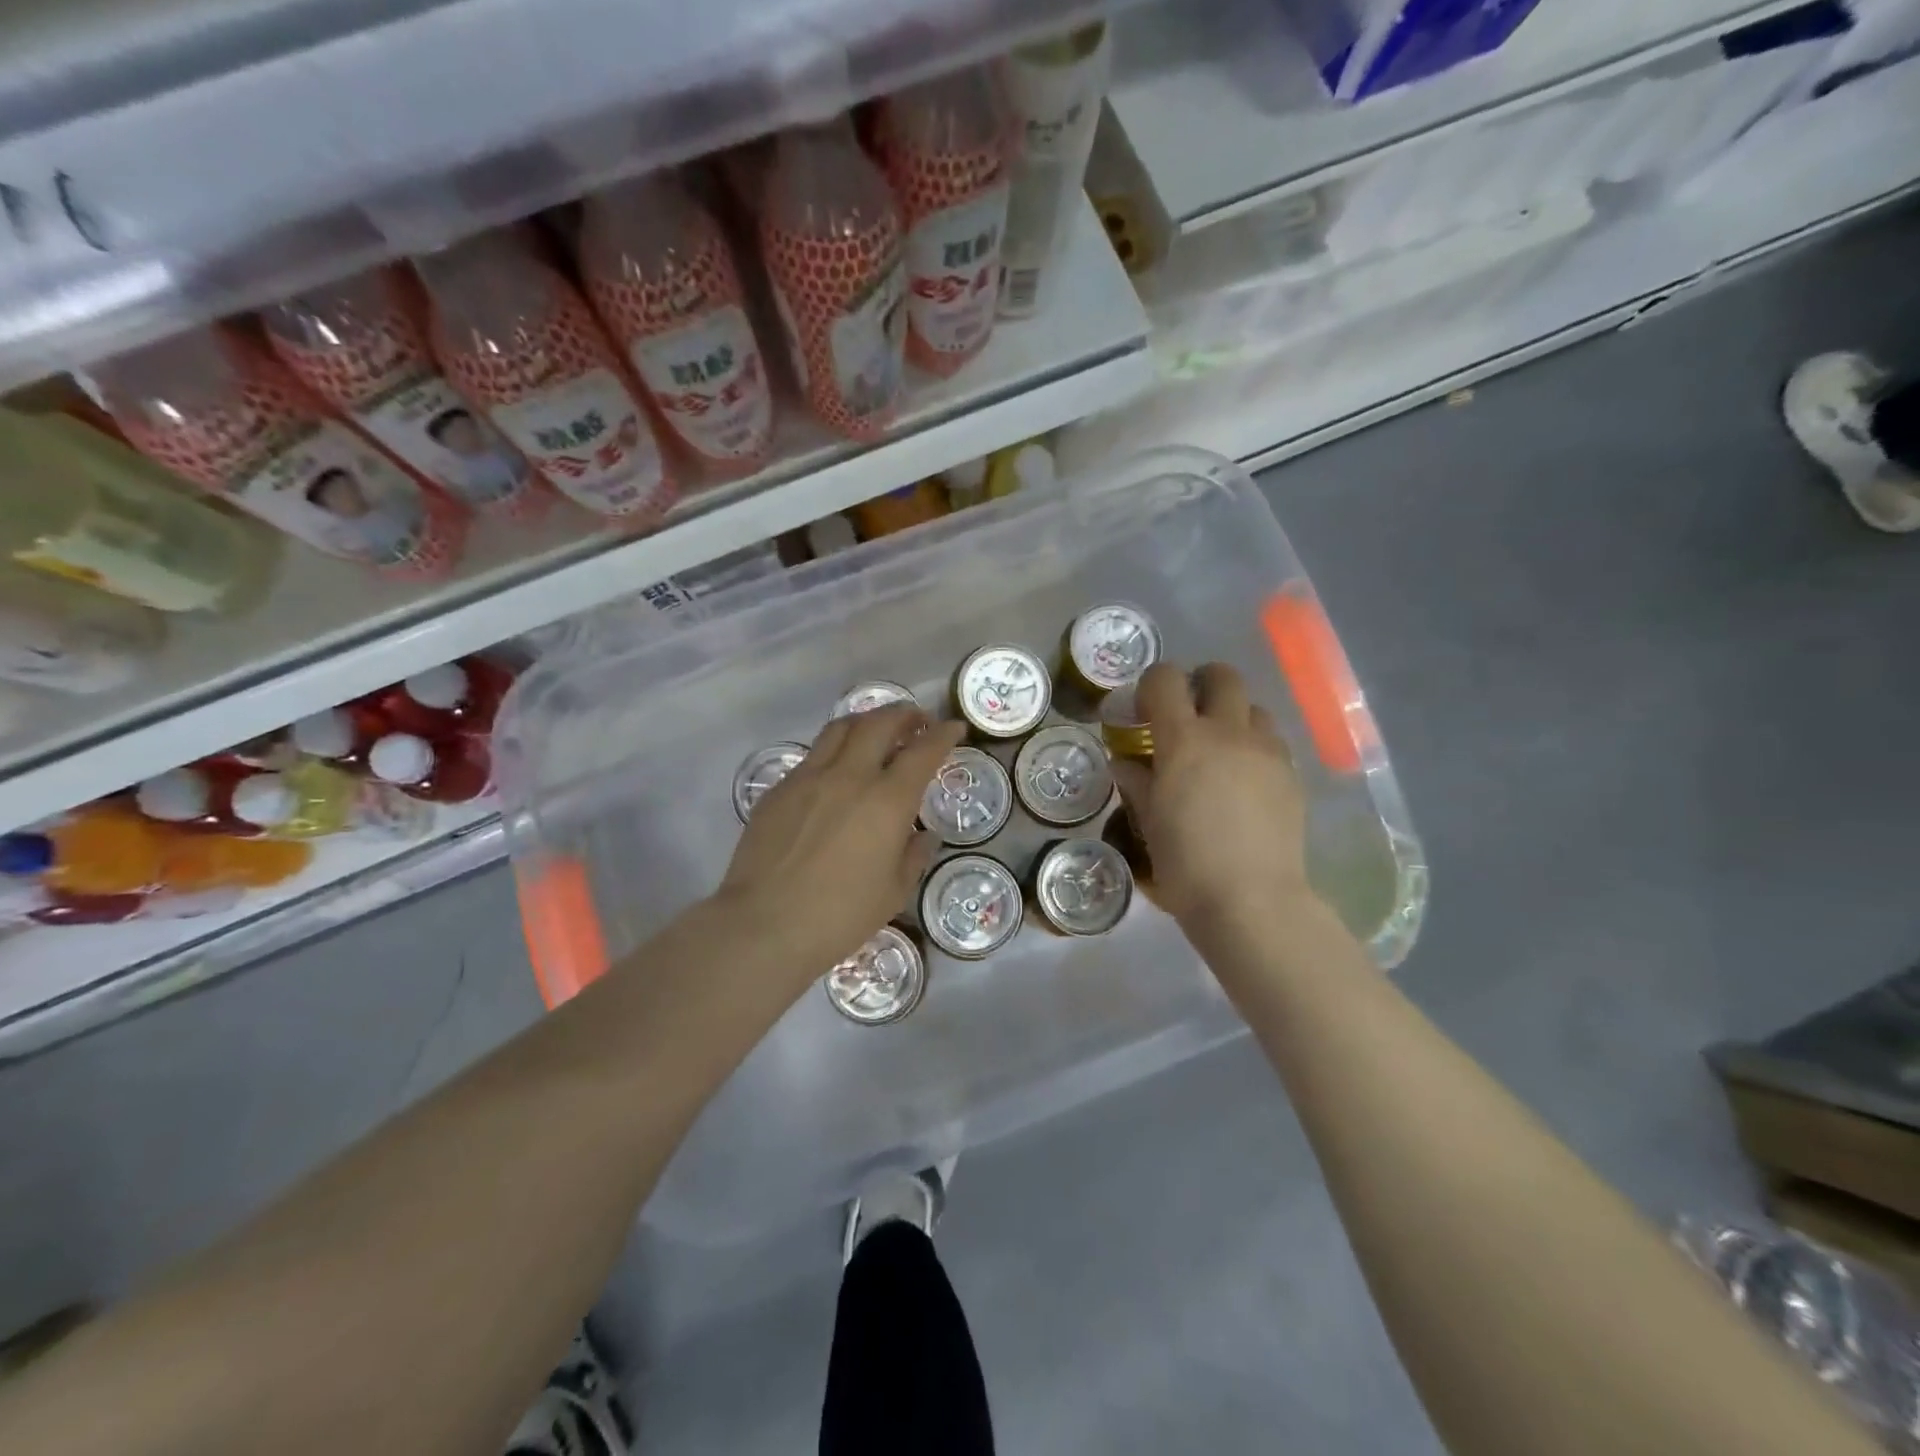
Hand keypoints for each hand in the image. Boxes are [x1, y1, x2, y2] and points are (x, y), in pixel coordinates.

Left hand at [717, 706, 964, 980]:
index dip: (944, 734)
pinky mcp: (779, 789)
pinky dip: (834, 751)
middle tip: (917, 721)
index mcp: (887, 801)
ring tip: (876, 732)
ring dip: (866, 722)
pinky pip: (812, 756)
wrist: (765, 925)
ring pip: (841, 728)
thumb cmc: (840, 916)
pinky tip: (836, 772)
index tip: (954, 727)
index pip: (924, 751)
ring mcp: (809, 777)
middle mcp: (850, 776)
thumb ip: (914, 856)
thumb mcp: (894, 892)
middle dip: (905, 714)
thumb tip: (923, 836)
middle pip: (880, 723)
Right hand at [1112, 662, 1313, 939]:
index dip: (1150, 685)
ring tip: (1218, 749)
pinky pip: (1272, 742)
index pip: (1165, 680)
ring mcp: (1267, 752)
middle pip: (1222, 676)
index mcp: (1184, 739)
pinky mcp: (1292, 775)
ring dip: (1231, 715)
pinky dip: (1254, 746)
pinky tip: (1243, 780)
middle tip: (1185, 715)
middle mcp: (1229, 732)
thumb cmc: (1185, 864)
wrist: (1251, 901)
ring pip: (1253, 707)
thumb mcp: (1149, 822)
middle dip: (1200, 683)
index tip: (1142, 709)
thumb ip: (1137, 782)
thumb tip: (1125, 762)